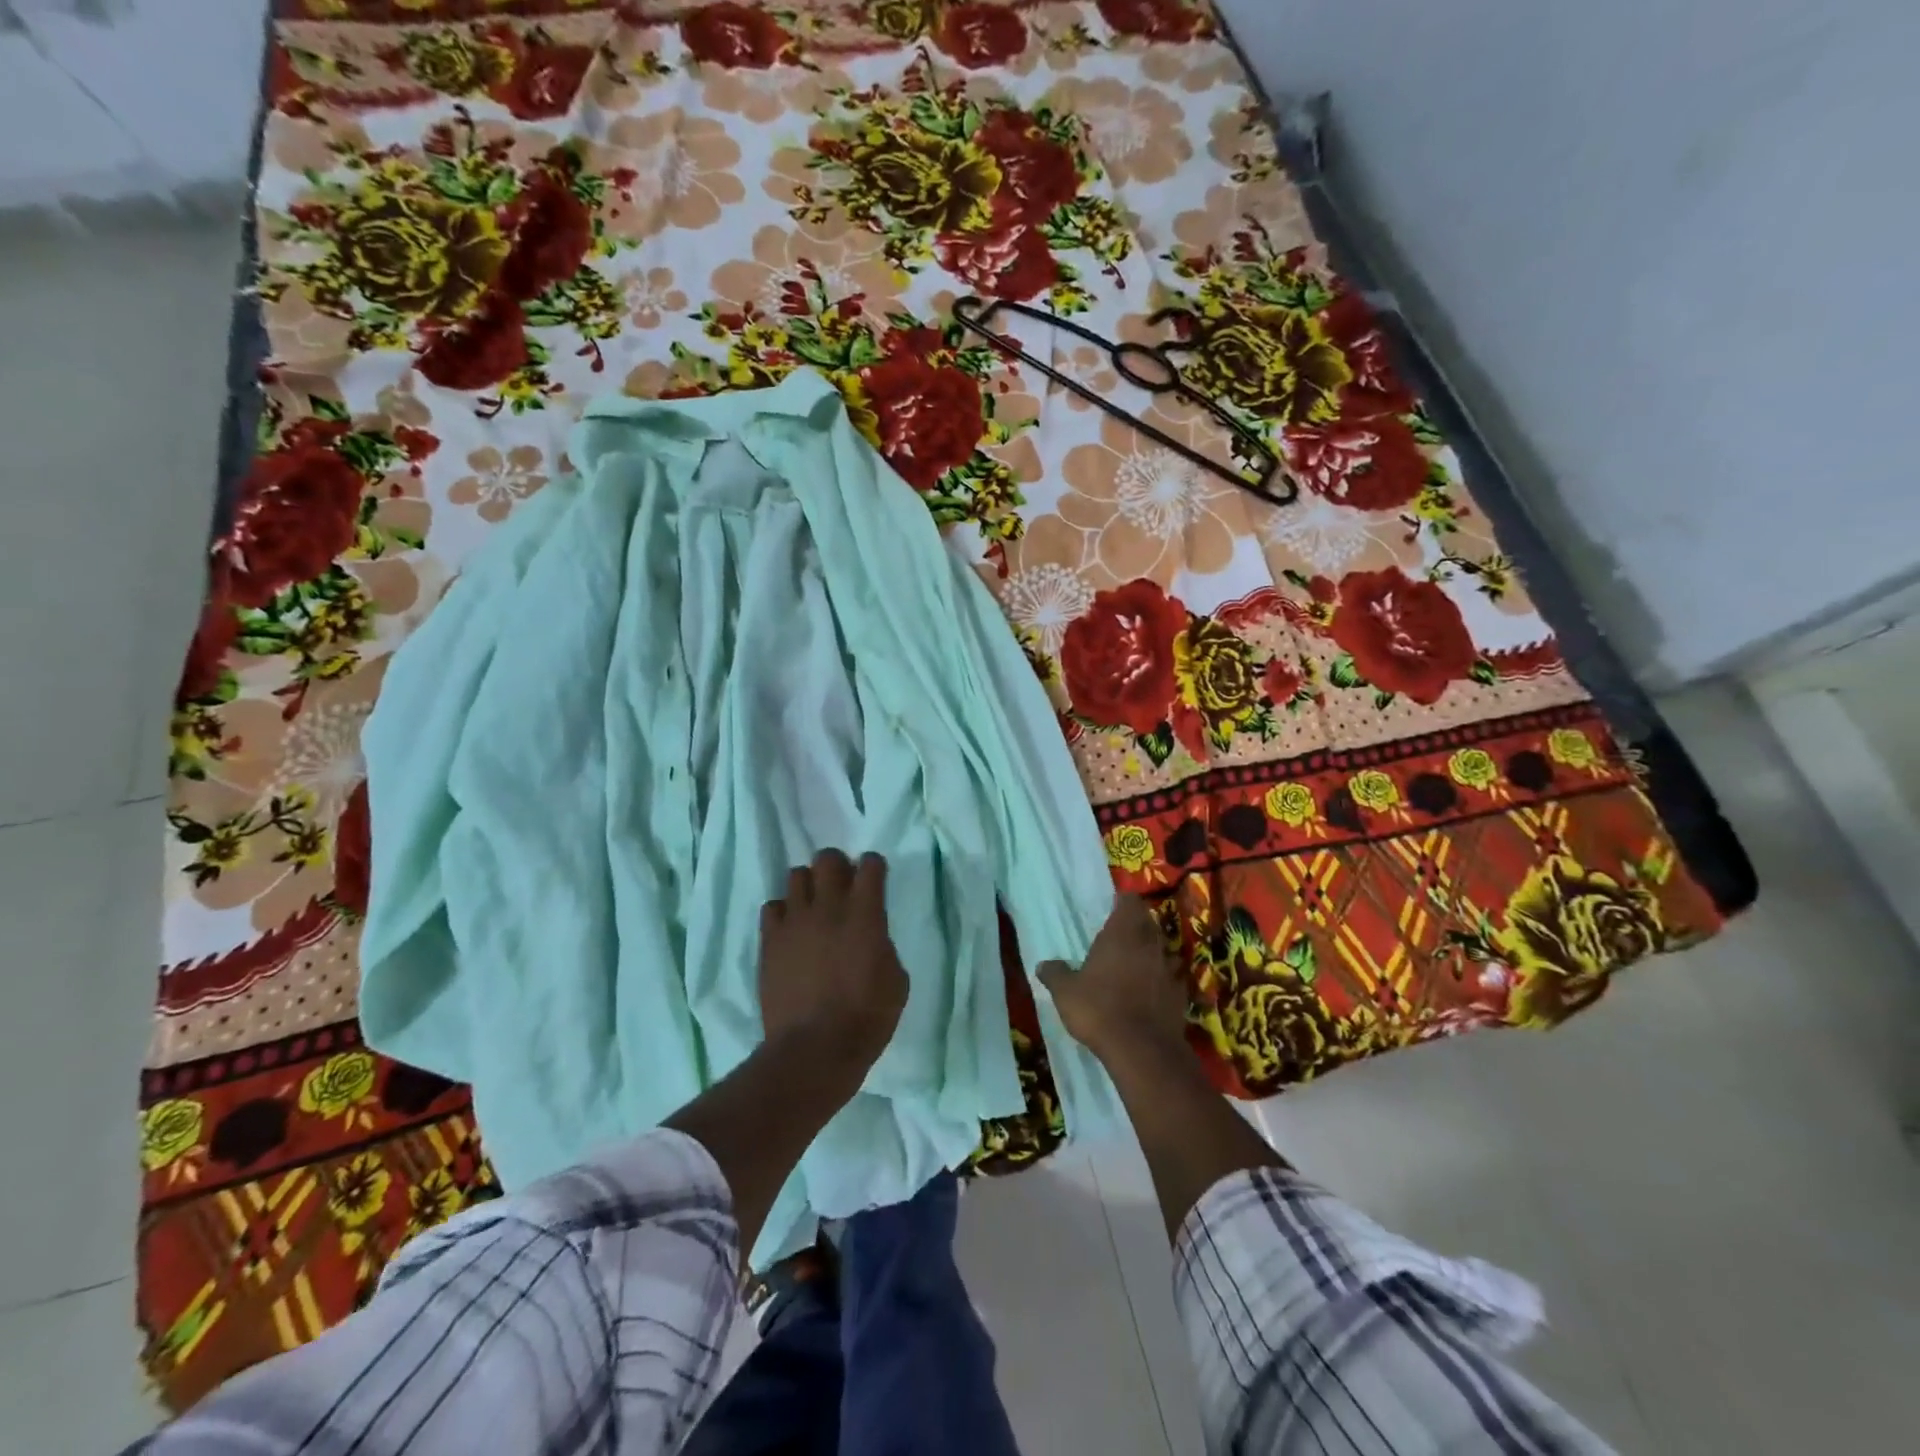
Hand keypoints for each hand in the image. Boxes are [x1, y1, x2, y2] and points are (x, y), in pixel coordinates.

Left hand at [759, 849, 908, 1076]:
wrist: (814, 1049)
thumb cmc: (866, 1017)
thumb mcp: (896, 980)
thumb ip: (883, 945)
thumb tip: (872, 938)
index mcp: (865, 914)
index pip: (870, 865)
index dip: (874, 866)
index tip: (875, 878)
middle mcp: (827, 907)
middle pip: (828, 858)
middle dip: (838, 866)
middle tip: (843, 886)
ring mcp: (794, 922)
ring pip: (796, 876)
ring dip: (809, 886)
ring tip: (814, 907)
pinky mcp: (770, 941)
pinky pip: (772, 907)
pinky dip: (784, 912)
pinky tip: (791, 930)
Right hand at [1038, 895, 1188, 1067]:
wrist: (1141, 1049)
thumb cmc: (1098, 1008)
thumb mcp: (1065, 992)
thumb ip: (1055, 974)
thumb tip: (1042, 965)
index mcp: (1122, 934)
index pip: (1130, 902)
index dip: (1123, 902)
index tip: (1114, 905)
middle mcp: (1149, 944)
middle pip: (1149, 923)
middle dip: (1137, 925)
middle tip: (1122, 934)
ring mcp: (1169, 969)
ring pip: (1163, 949)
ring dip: (1152, 951)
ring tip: (1137, 961)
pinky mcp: (1181, 994)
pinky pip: (1173, 977)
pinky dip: (1163, 979)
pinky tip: (1152, 990)